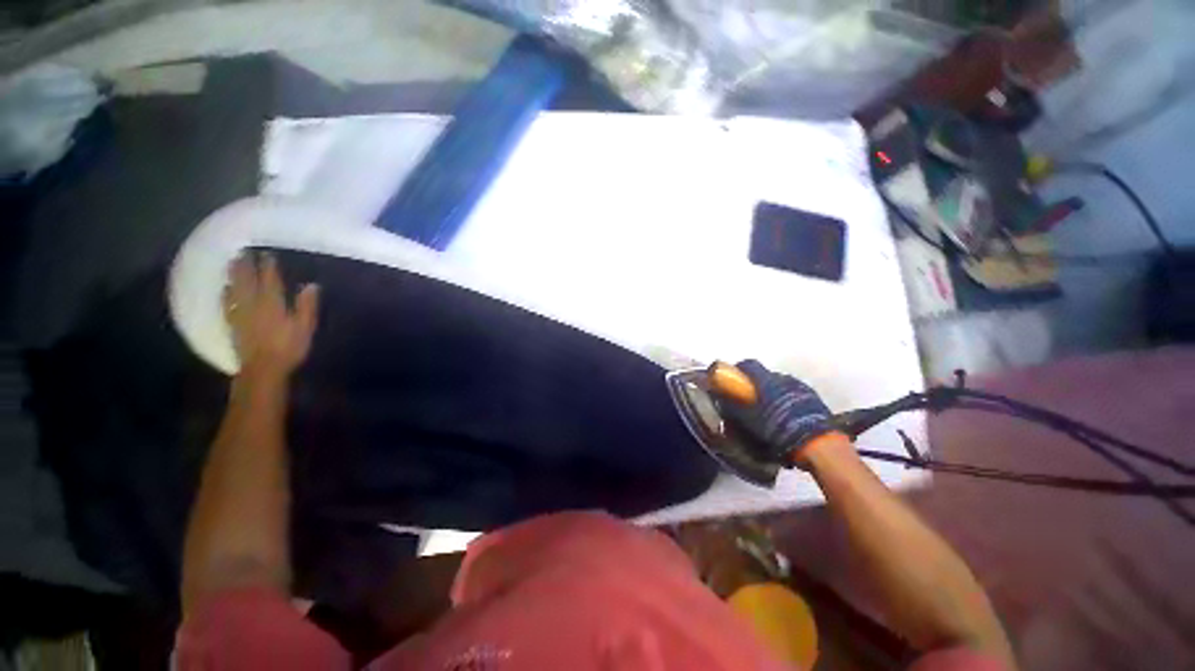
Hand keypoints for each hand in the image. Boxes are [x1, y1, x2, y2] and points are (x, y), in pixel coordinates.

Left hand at [223, 252, 318, 377]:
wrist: (263, 368)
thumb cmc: (289, 347)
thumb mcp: (305, 327)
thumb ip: (306, 305)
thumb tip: (311, 285)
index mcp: (272, 303)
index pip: (270, 279)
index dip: (268, 265)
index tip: (267, 253)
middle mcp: (253, 303)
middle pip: (247, 280)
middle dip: (246, 265)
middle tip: (244, 251)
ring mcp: (240, 313)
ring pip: (234, 288)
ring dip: (233, 274)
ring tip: (233, 262)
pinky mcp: (232, 323)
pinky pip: (227, 303)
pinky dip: (226, 293)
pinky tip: (225, 288)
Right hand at [717, 360, 842, 466]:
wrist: (817, 445)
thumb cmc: (777, 430)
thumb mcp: (748, 421)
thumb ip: (734, 408)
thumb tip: (723, 401)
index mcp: (765, 380)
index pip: (748, 364)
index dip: (739, 370)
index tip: (733, 378)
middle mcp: (783, 378)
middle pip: (765, 374)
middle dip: (756, 384)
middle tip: (750, 399)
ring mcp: (801, 387)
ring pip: (781, 384)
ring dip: (773, 392)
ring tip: (769, 409)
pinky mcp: (814, 398)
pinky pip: (794, 393)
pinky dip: (786, 400)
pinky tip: (786, 415)